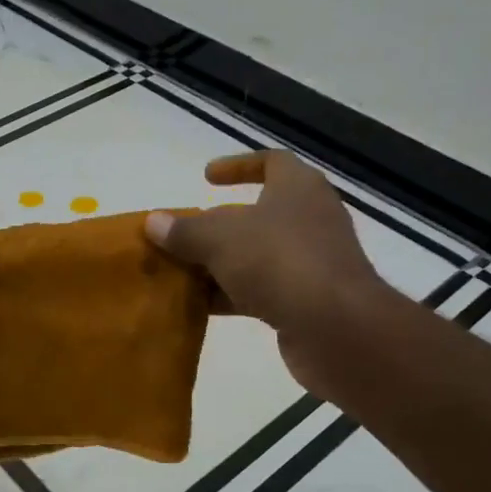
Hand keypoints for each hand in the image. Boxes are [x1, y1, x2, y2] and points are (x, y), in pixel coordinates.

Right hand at [144, 152, 394, 398]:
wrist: (336, 329)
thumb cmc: (279, 262)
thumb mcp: (221, 239)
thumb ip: (185, 230)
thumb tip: (153, 222)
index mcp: (298, 189)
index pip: (271, 162)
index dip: (238, 166)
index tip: (206, 177)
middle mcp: (309, 219)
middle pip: (257, 215)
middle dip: (216, 226)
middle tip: (182, 235)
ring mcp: (310, 262)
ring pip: (256, 256)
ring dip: (219, 264)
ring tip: (179, 273)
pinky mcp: (307, 301)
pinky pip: (261, 290)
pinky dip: (231, 295)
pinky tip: (199, 307)